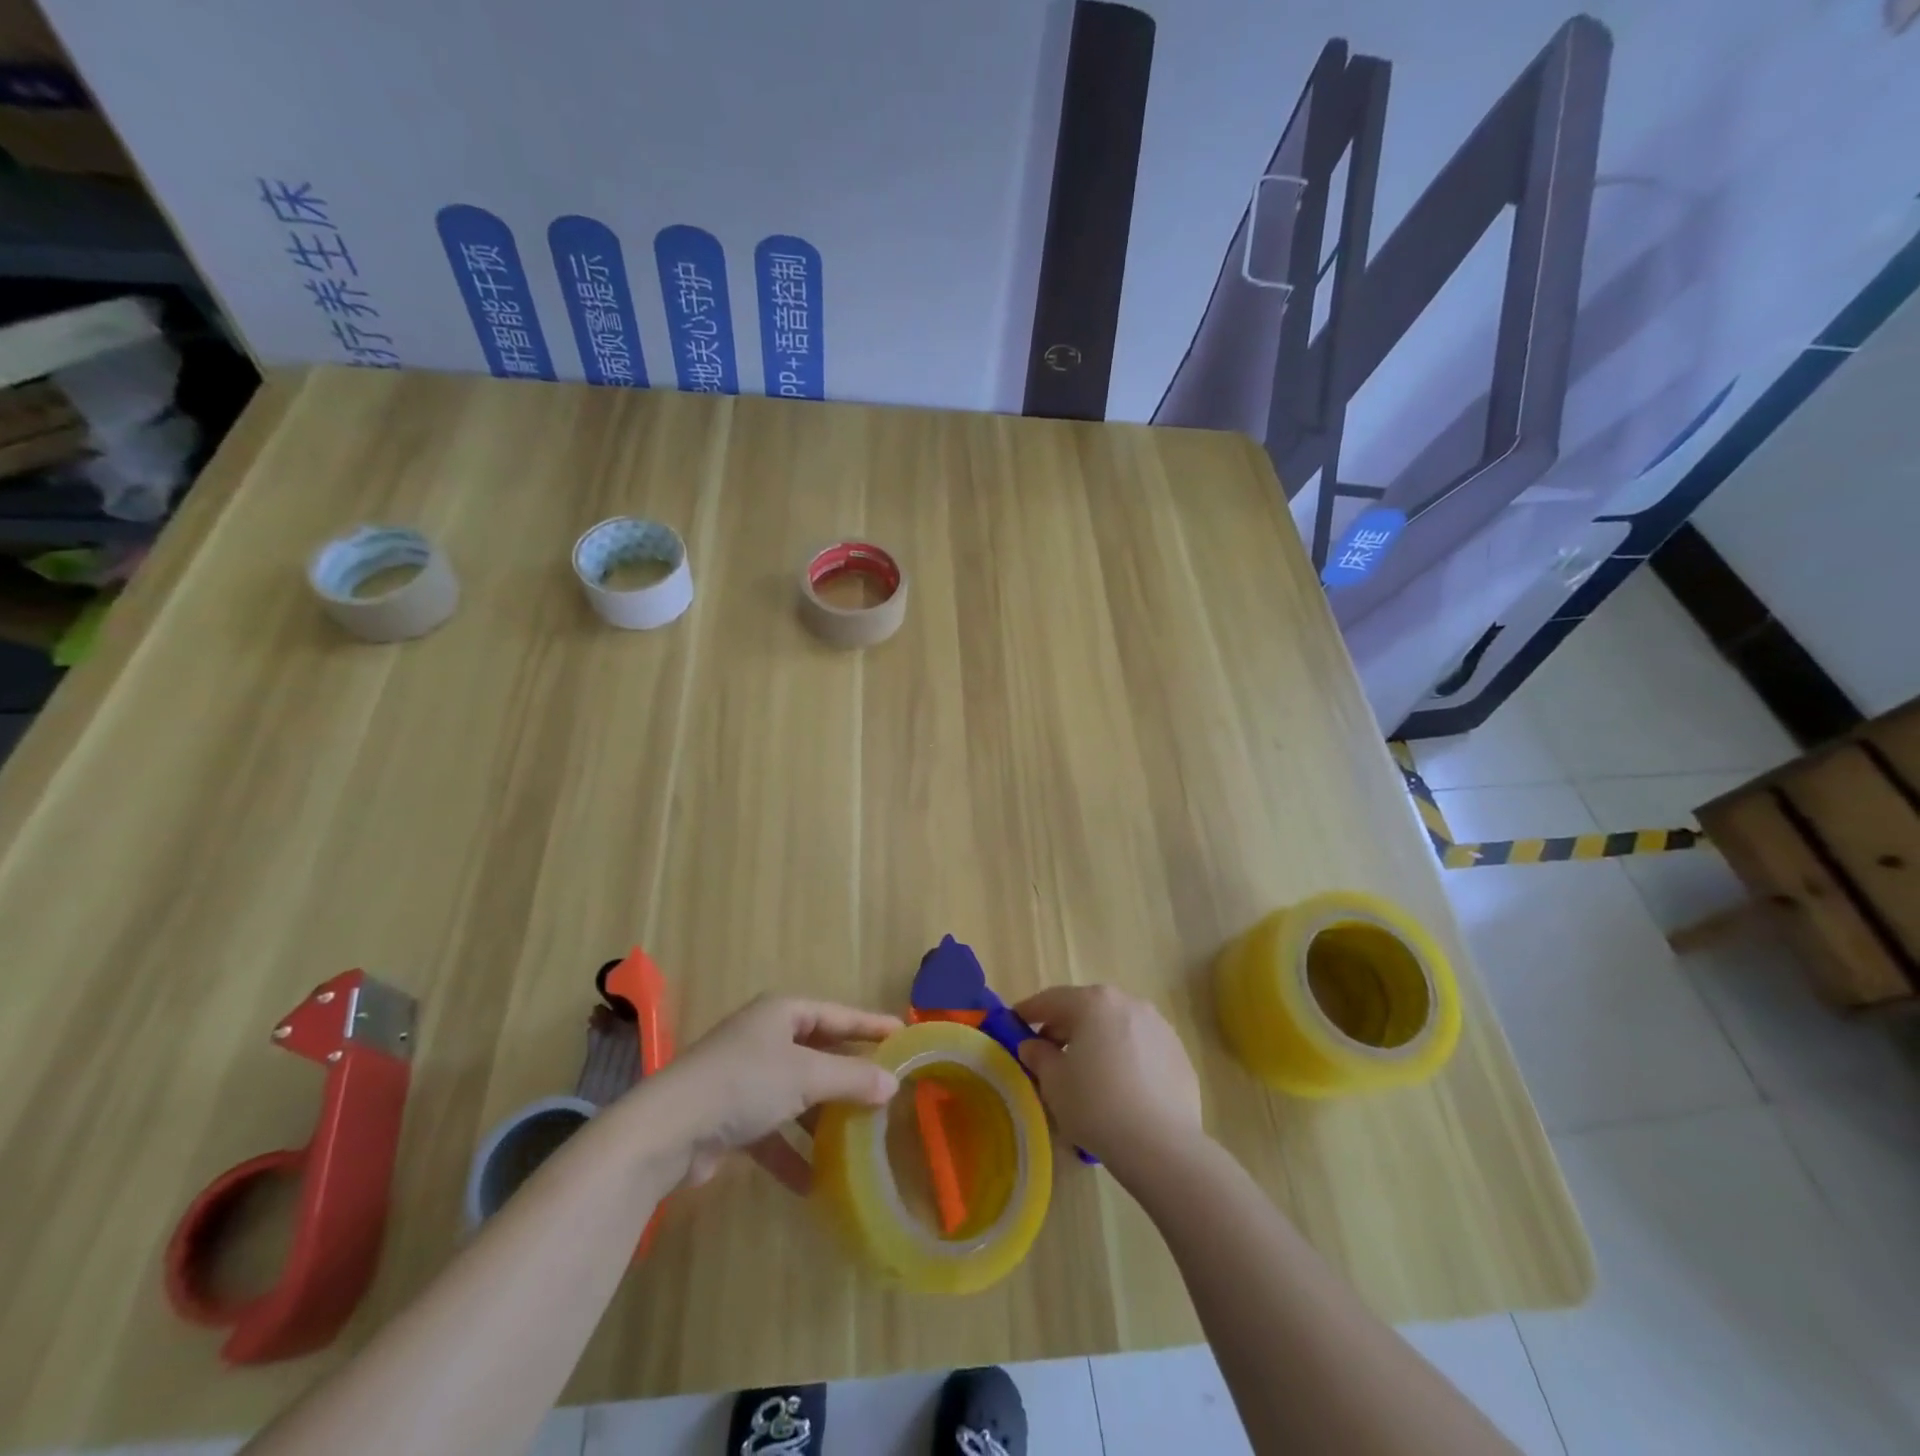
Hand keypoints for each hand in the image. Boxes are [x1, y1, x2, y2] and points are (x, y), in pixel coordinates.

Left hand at [645, 995, 901, 1194]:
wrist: (668, 1130)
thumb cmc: (745, 1083)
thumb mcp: (806, 1076)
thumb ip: (852, 1078)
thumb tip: (892, 1084)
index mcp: (781, 1013)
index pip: (837, 1014)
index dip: (869, 1025)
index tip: (902, 1035)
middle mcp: (764, 1038)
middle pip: (817, 1053)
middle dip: (848, 1076)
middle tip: (886, 1089)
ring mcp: (744, 1078)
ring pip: (796, 1094)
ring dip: (821, 1118)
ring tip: (856, 1139)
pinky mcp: (729, 1116)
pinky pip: (771, 1130)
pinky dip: (790, 1152)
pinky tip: (811, 1183)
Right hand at [1013, 985, 1202, 1172]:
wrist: (1162, 1145)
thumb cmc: (1096, 1106)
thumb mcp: (1054, 1083)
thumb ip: (1039, 1056)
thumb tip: (1033, 1045)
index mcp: (1093, 1003)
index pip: (1051, 999)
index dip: (1029, 1011)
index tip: (1014, 1021)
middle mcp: (1128, 1003)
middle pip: (1087, 1009)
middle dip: (1064, 1026)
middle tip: (1047, 1050)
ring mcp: (1158, 1026)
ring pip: (1116, 1026)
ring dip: (1097, 1040)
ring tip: (1086, 1070)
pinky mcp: (1178, 1053)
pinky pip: (1141, 1047)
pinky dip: (1125, 1057)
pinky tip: (1119, 1087)